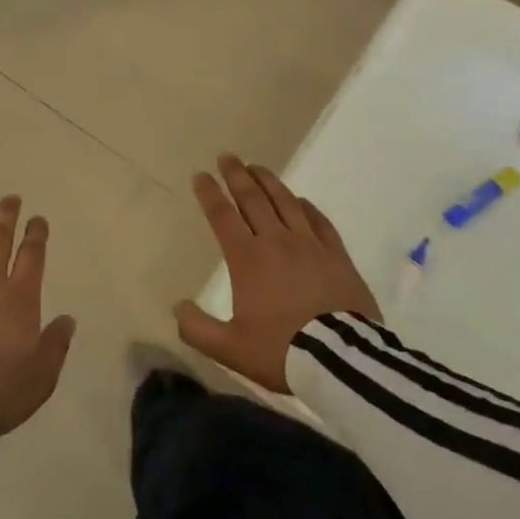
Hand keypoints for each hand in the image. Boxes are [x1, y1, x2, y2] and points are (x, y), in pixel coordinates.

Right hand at [173, 155, 379, 393]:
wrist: (341, 361)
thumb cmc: (281, 350)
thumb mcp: (230, 349)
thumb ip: (198, 328)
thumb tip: (178, 308)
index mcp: (247, 259)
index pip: (222, 216)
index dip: (209, 193)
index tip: (200, 175)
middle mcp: (276, 242)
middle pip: (253, 199)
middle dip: (236, 176)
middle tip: (227, 157)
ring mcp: (310, 246)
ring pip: (285, 203)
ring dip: (269, 182)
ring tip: (257, 167)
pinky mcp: (337, 256)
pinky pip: (319, 222)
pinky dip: (306, 207)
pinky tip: (300, 201)